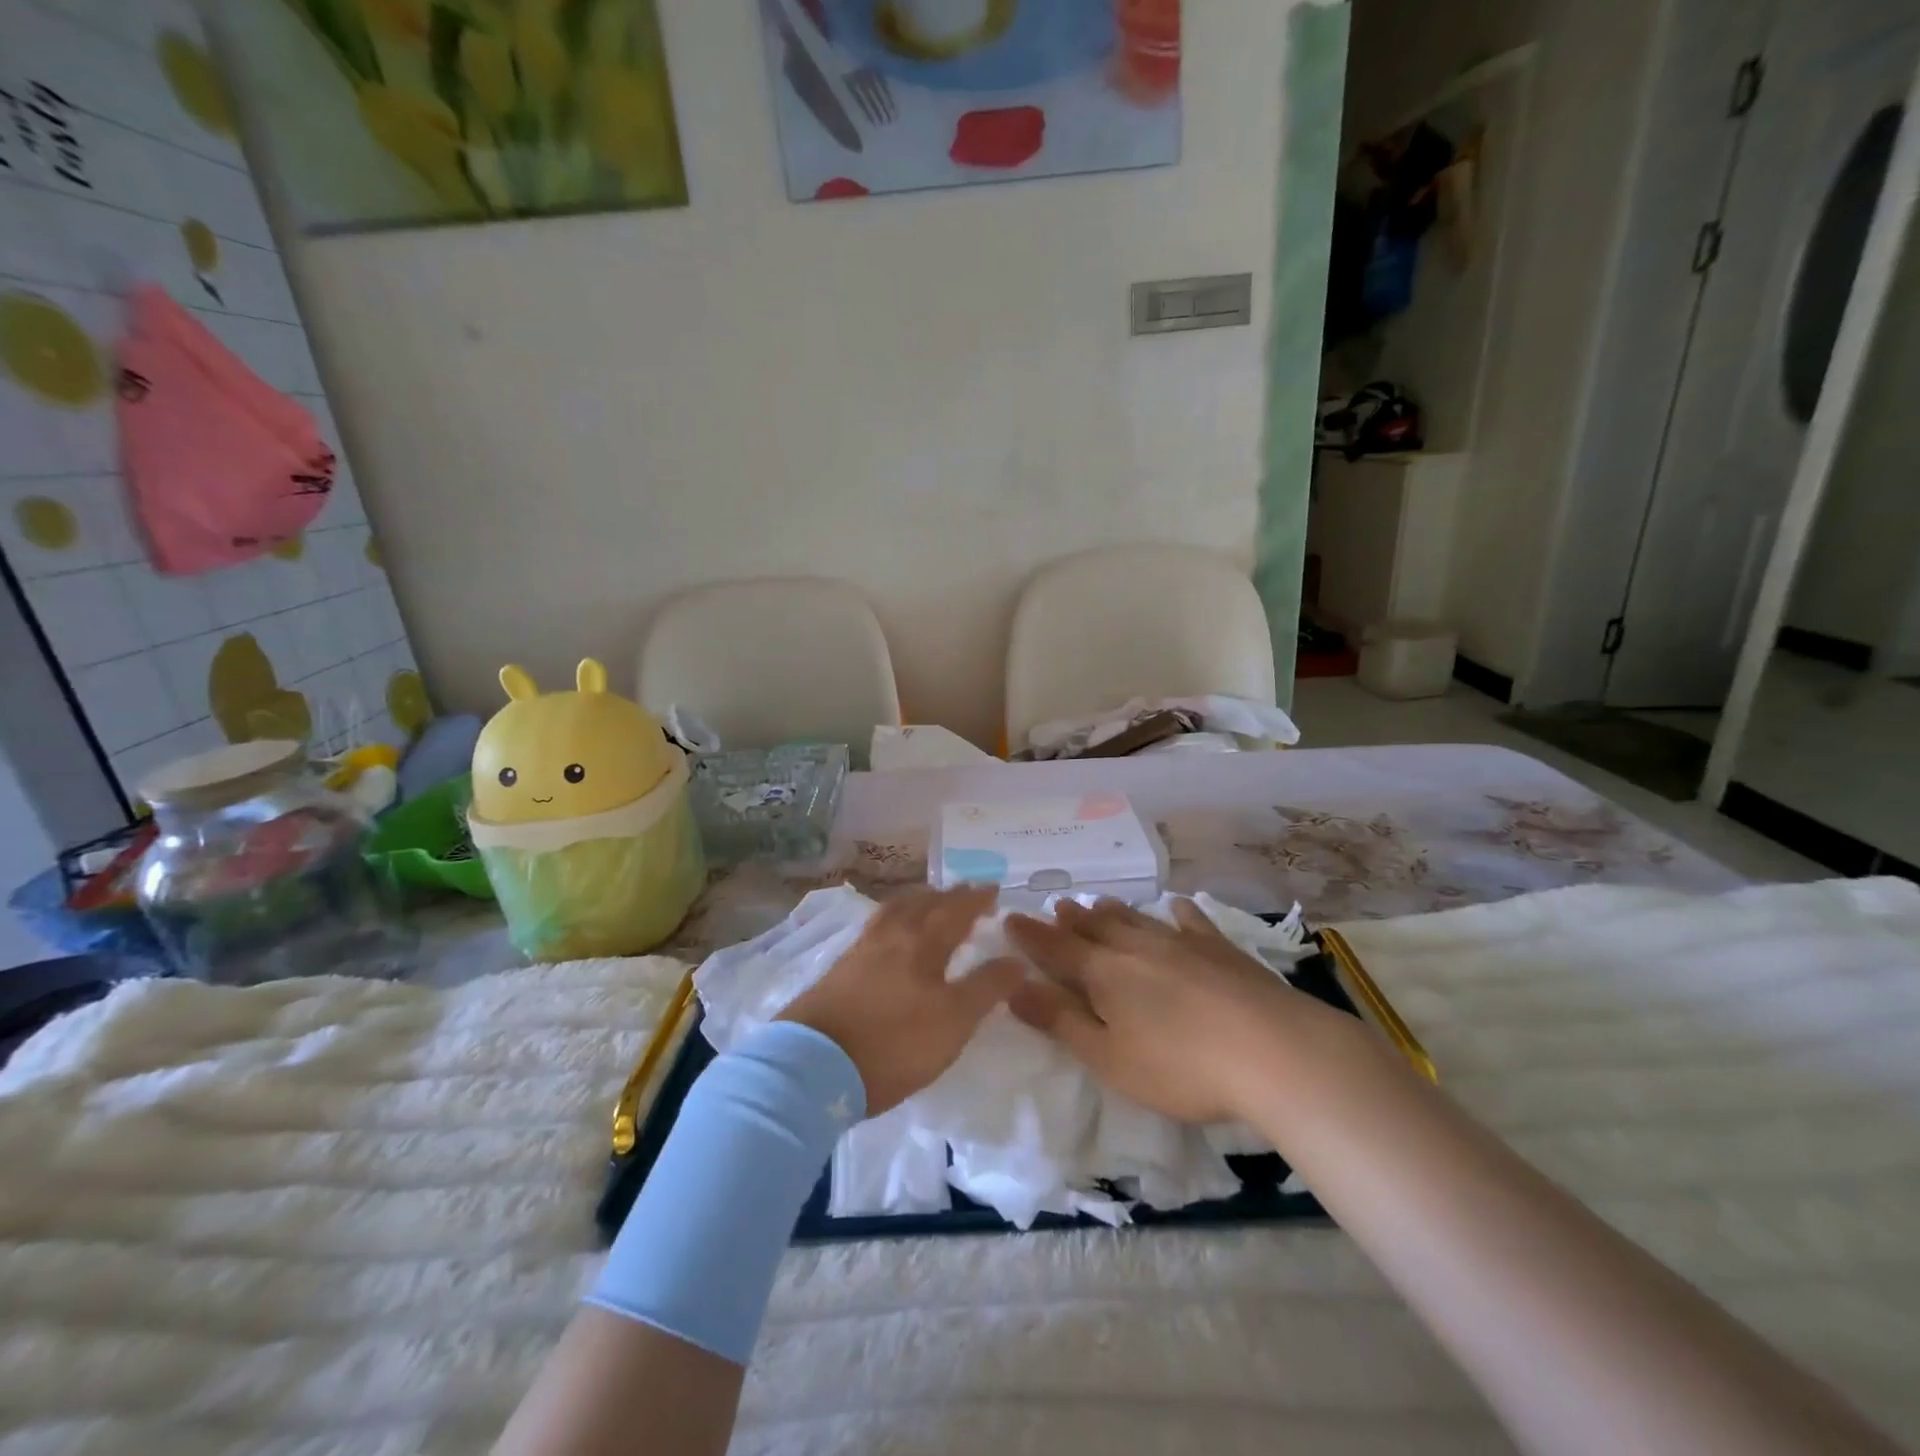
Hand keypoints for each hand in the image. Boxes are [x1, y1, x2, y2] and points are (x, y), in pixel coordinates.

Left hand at [779, 887, 1022, 1115]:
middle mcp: (892, 935)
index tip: (993, 889)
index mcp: (923, 943)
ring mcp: (861, 950)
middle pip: (923, 904)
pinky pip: (876, 927)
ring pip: (895, 911)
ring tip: (927, 901)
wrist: (814, 1064)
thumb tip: (1017, 959)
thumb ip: (987, 988)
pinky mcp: (840, 968)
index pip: (956, 911)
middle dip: (948, 896)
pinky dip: (893, 919)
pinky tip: (890, 933)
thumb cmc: (895, 1043)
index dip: (977, 900)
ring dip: (917, 901)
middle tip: (964, 891)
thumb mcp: (954, 1021)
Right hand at [1005, 897, 1345, 1124]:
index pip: (1056, 950)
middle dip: (1070, 920)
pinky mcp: (1221, 949)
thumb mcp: (1108, 1057)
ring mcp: (1182, 943)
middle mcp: (1137, 947)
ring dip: (1111, 912)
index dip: (1030, 937)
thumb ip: (1060, 1021)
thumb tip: (1013, 987)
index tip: (1010, 918)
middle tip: (1056, 906)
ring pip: (1136, 920)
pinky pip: (1191, 922)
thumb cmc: (1181, 1066)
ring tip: (1096, 902)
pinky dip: (1177, 913)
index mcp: (1104, 973)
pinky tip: (1176, 907)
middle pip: (1095, 928)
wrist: (1274, 1051)